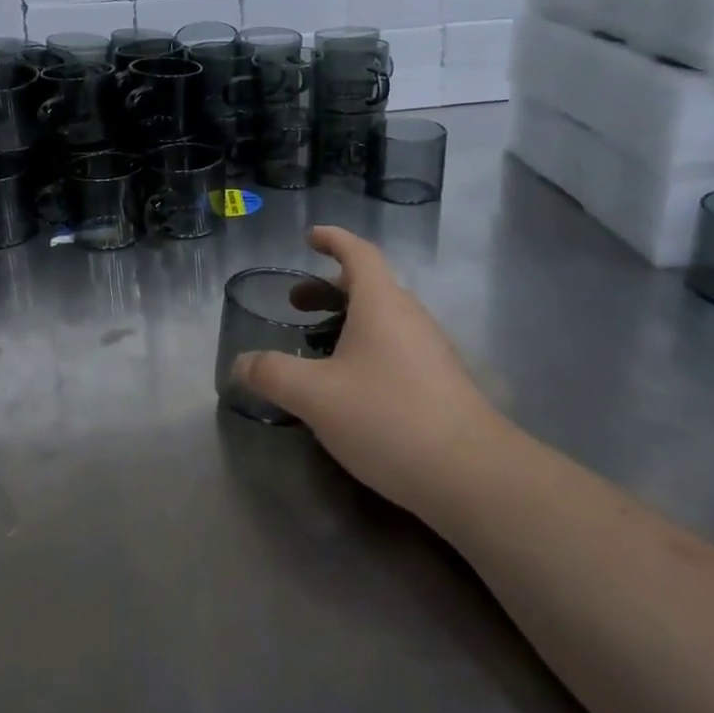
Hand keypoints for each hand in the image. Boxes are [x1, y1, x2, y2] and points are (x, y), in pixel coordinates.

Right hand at [234, 225, 505, 518]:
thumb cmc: (388, 417)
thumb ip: (272, 374)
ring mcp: (431, 350)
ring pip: (383, 318)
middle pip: (368, 285)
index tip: (310, 236)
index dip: (333, 239)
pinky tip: (352, 386)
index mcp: (381, 303)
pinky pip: (396, 346)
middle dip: (328, 288)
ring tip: (318, 347)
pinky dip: (366, 347)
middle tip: (296, 305)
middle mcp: (409, 316)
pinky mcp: (442, 382)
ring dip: (347, 320)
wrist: (473, 475)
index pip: (358, 252)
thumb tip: (239, 363)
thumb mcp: (316, 396)